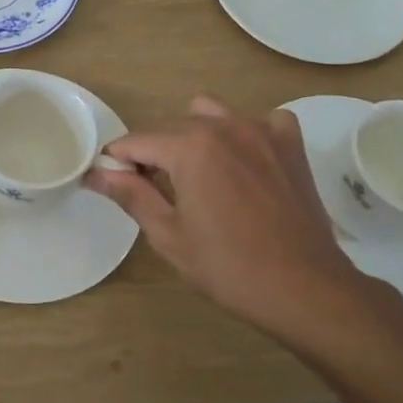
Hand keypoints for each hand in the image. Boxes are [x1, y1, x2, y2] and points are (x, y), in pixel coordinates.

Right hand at [86, 95, 402, 353]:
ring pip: (211, 113)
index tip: (111, 183)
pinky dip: (248, 134)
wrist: (306, 290)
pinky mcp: (290, 145)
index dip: (117, 162)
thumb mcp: (168, 235)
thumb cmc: (229, 267)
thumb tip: (96, 174)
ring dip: (195, 135)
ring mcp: (262, 131)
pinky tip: (246, 164)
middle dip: (153, 152)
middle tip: (152, 191)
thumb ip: (131, 195)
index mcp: (190, 147)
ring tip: (198, 173)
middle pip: (170, 127)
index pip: (135, 141)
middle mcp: (224, 126)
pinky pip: (262, 121)